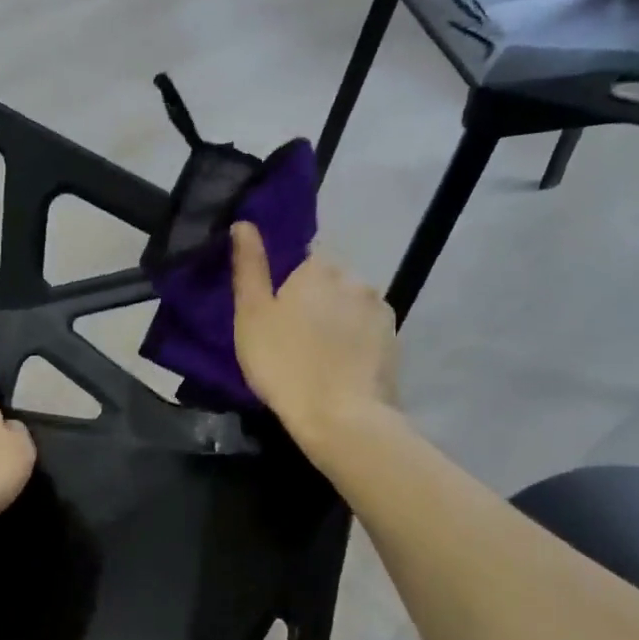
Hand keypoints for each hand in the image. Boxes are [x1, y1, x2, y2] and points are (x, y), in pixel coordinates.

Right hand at [230, 221, 399, 450]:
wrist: (339, 416)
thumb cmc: (283, 363)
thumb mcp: (251, 315)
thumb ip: (249, 266)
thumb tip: (244, 223)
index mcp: (317, 267)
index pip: (303, 259)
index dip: (288, 283)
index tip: (277, 311)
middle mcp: (354, 277)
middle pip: (330, 281)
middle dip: (316, 300)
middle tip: (294, 337)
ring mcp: (379, 308)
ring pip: (351, 305)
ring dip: (339, 320)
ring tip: (321, 355)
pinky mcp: (394, 338)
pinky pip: (368, 330)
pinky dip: (357, 341)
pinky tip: (343, 366)